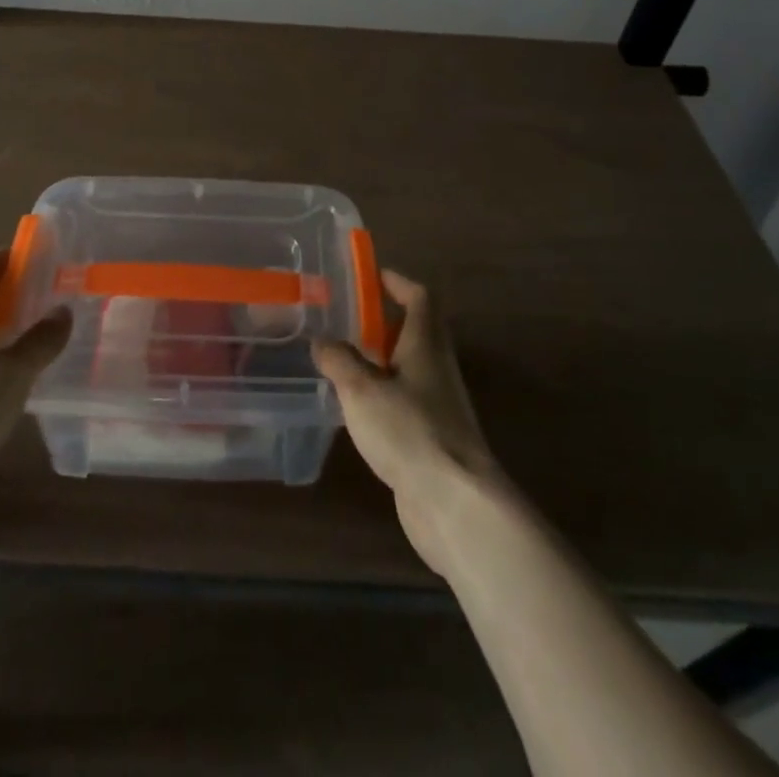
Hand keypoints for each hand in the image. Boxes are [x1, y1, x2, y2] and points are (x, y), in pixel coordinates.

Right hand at [314, 270, 504, 572]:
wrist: (456, 503)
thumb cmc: (409, 431)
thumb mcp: (361, 390)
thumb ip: (339, 361)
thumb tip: (322, 341)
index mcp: (426, 345)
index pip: (420, 298)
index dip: (398, 282)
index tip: (373, 275)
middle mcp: (438, 369)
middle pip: (419, 331)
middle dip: (387, 321)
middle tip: (351, 318)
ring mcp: (441, 406)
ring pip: (412, 369)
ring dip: (384, 359)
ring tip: (346, 361)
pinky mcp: (435, 439)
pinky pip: (409, 402)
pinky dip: (385, 395)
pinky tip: (360, 410)